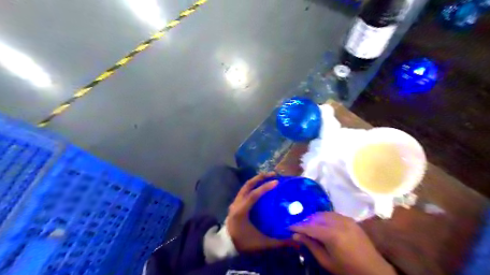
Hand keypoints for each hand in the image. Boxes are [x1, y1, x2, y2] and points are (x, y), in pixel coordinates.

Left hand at [227, 173, 289, 251]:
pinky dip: (253, 186)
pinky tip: (261, 187)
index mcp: (241, 211)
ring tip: (268, 177)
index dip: (265, 187)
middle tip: (273, 174)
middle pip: (247, 185)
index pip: (253, 195)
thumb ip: (278, 242)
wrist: (226, 245)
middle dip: (260, 178)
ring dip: (256, 180)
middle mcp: (237, 203)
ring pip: (245, 186)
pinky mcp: (235, 203)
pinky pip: (244, 190)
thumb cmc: (243, 242)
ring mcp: (235, 202)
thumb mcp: (261, 243)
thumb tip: (295, 242)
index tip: (276, 182)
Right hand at [288, 213, 395, 274]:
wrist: (374, 271)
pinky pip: (333, 214)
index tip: (289, 227)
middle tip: (300, 229)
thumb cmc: (348, 269)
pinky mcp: (351, 220)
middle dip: (306, 221)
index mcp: (332, 235)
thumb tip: (295, 236)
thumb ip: (310, 245)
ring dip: (315, 218)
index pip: (309, 227)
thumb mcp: (326, 261)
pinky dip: (325, 217)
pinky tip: (323, 224)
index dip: (298, 227)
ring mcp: (346, 219)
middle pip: (316, 217)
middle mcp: (338, 223)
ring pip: (324, 213)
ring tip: (310, 226)